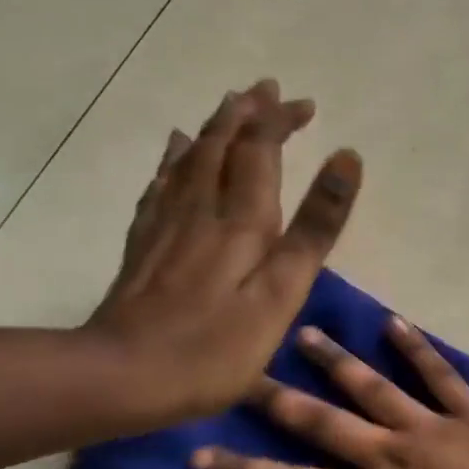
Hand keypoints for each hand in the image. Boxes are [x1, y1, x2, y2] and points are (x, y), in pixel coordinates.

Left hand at [85, 79, 361, 426]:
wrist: (121, 378)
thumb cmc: (217, 344)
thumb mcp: (283, 290)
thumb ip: (315, 226)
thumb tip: (346, 158)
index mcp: (242, 217)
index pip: (260, 147)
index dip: (279, 120)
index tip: (303, 104)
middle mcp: (202, 206)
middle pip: (222, 143)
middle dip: (247, 113)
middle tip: (266, 90)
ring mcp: (167, 223)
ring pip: (190, 156)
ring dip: (215, 126)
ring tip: (229, 105)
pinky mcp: (144, 243)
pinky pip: (161, 184)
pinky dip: (174, 158)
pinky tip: (175, 150)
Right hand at [190, 317, 468, 468]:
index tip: (199, 454)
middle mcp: (391, 454)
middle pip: (323, 423)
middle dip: (277, 400)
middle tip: (241, 373)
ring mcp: (432, 427)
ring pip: (374, 386)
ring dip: (336, 361)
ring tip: (304, 334)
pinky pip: (439, 374)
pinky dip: (416, 348)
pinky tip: (394, 324)